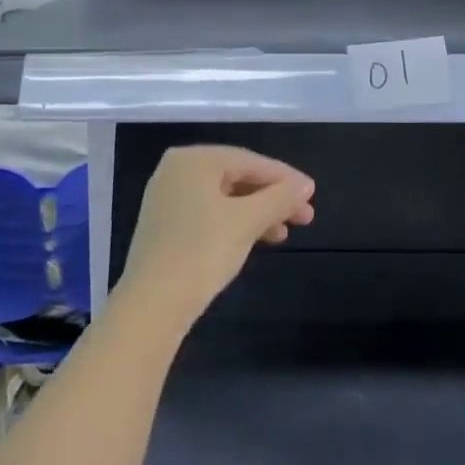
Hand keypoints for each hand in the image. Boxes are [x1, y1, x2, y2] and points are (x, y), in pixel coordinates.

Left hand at [114, 146, 314, 332]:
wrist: (152, 305)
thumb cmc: (202, 251)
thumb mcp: (248, 221)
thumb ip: (280, 197)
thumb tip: (305, 185)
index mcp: (193, 159)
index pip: (249, 161)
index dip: (284, 178)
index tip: (312, 193)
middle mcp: (176, 171)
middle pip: (237, 178)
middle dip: (272, 198)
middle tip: (304, 216)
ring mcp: (168, 199)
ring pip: (225, 199)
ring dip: (258, 213)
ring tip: (285, 233)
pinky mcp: (166, 226)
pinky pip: (210, 214)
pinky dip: (236, 224)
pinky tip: (258, 240)